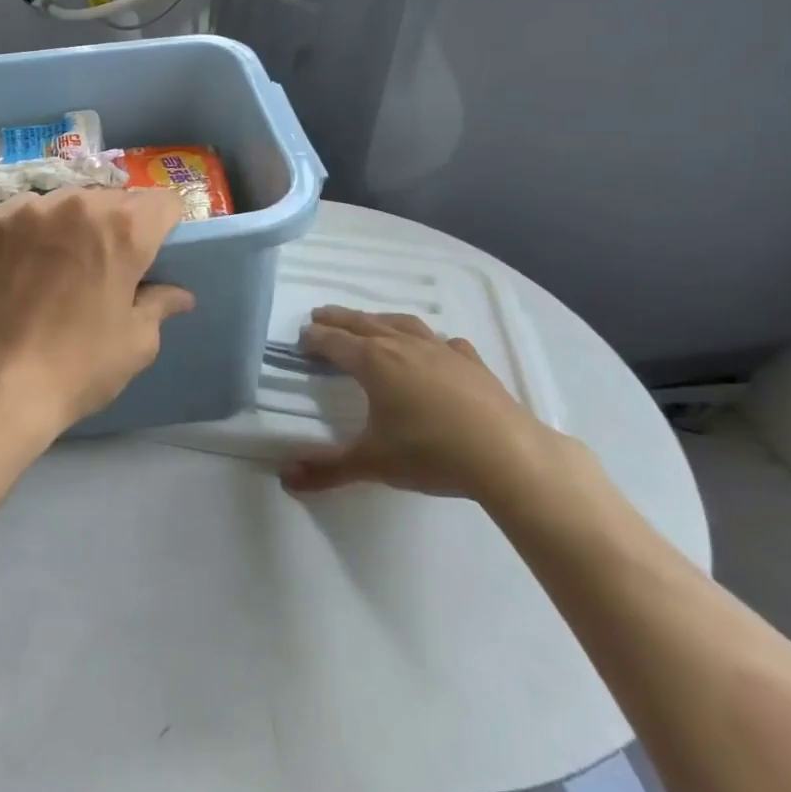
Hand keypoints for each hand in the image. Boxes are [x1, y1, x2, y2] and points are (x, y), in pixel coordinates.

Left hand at [0, 187, 194, 444]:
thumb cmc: (75, 367)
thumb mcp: (135, 344)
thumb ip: (159, 305)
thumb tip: (179, 294)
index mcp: (124, 229)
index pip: (163, 202)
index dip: (164, 225)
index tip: (154, 250)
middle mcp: (78, 204)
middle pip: (113, 200)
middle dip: (118, 225)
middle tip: (107, 265)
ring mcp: (29, 208)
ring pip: (67, 202)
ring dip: (75, 223)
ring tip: (61, 262)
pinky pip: (26, 212)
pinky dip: (34, 230)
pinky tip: (23, 264)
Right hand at [279, 306, 555, 502]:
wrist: (506, 454)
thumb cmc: (431, 453)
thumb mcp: (373, 464)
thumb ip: (327, 469)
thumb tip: (284, 477)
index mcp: (373, 362)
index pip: (334, 342)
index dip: (315, 338)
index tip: (301, 336)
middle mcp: (402, 345)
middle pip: (363, 323)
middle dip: (338, 318)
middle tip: (320, 314)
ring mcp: (440, 350)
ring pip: (401, 324)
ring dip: (379, 320)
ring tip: (369, 321)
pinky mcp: (470, 362)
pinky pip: (443, 342)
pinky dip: (430, 340)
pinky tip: (435, 348)